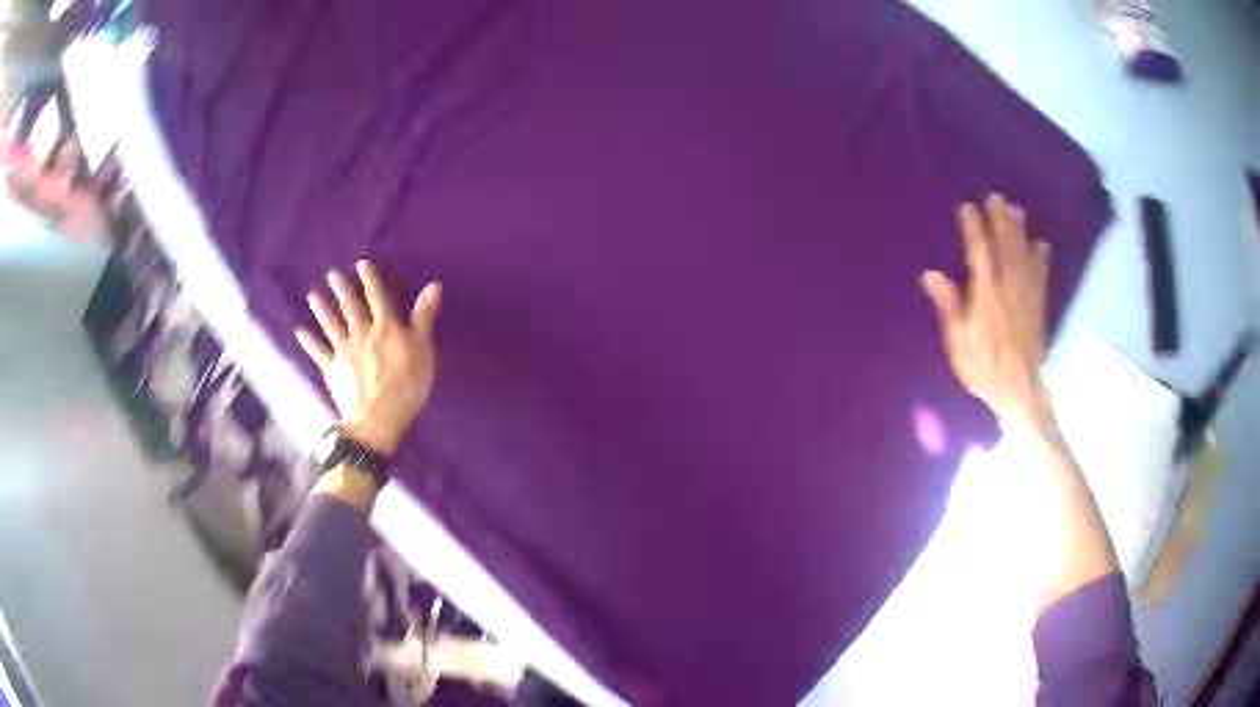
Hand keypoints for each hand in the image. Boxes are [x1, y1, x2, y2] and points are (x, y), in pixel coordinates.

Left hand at [296, 260, 442, 454]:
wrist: (377, 419)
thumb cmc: (406, 386)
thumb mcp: (422, 351)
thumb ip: (424, 318)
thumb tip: (433, 285)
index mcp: (385, 327)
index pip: (378, 297)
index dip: (370, 279)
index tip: (362, 263)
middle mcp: (361, 333)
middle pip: (350, 307)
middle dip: (342, 289)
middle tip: (332, 274)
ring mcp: (343, 351)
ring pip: (330, 324)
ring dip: (321, 309)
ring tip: (312, 295)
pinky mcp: (332, 369)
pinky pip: (318, 352)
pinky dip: (308, 341)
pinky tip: (299, 331)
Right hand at [921, 194, 1051, 429]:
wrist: (1019, 390)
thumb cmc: (984, 368)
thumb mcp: (959, 342)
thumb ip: (949, 306)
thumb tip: (932, 274)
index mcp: (986, 294)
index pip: (979, 252)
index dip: (973, 228)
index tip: (968, 207)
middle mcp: (1009, 287)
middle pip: (1005, 247)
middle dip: (1000, 221)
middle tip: (996, 198)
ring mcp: (1027, 295)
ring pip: (1024, 255)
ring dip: (1020, 232)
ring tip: (1016, 210)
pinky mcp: (1039, 306)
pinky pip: (1041, 276)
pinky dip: (1041, 259)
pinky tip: (1042, 245)